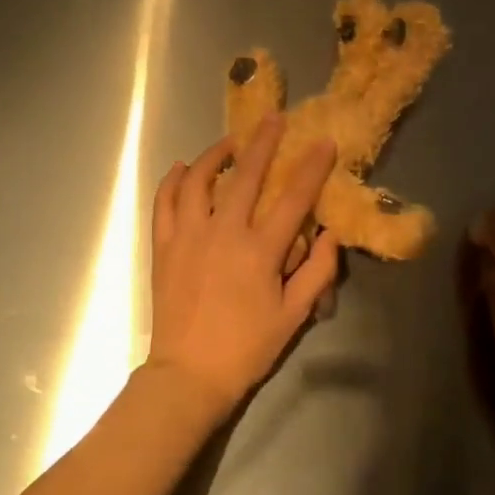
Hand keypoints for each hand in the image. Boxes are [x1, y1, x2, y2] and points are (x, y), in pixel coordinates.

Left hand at [146, 116, 339, 417]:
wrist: (188, 375)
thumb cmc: (246, 347)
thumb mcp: (294, 315)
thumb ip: (317, 272)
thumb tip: (331, 235)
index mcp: (260, 251)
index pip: (293, 198)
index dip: (312, 167)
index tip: (324, 142)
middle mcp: (223, 233)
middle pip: (246, 176)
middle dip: (264, 143)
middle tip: (274, 120)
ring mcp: (188, 237)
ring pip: (198, 181)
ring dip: (216, 155)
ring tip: (231, 143)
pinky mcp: (163, 247)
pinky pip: (164, 202)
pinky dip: (174, 181)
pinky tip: (183, 169)